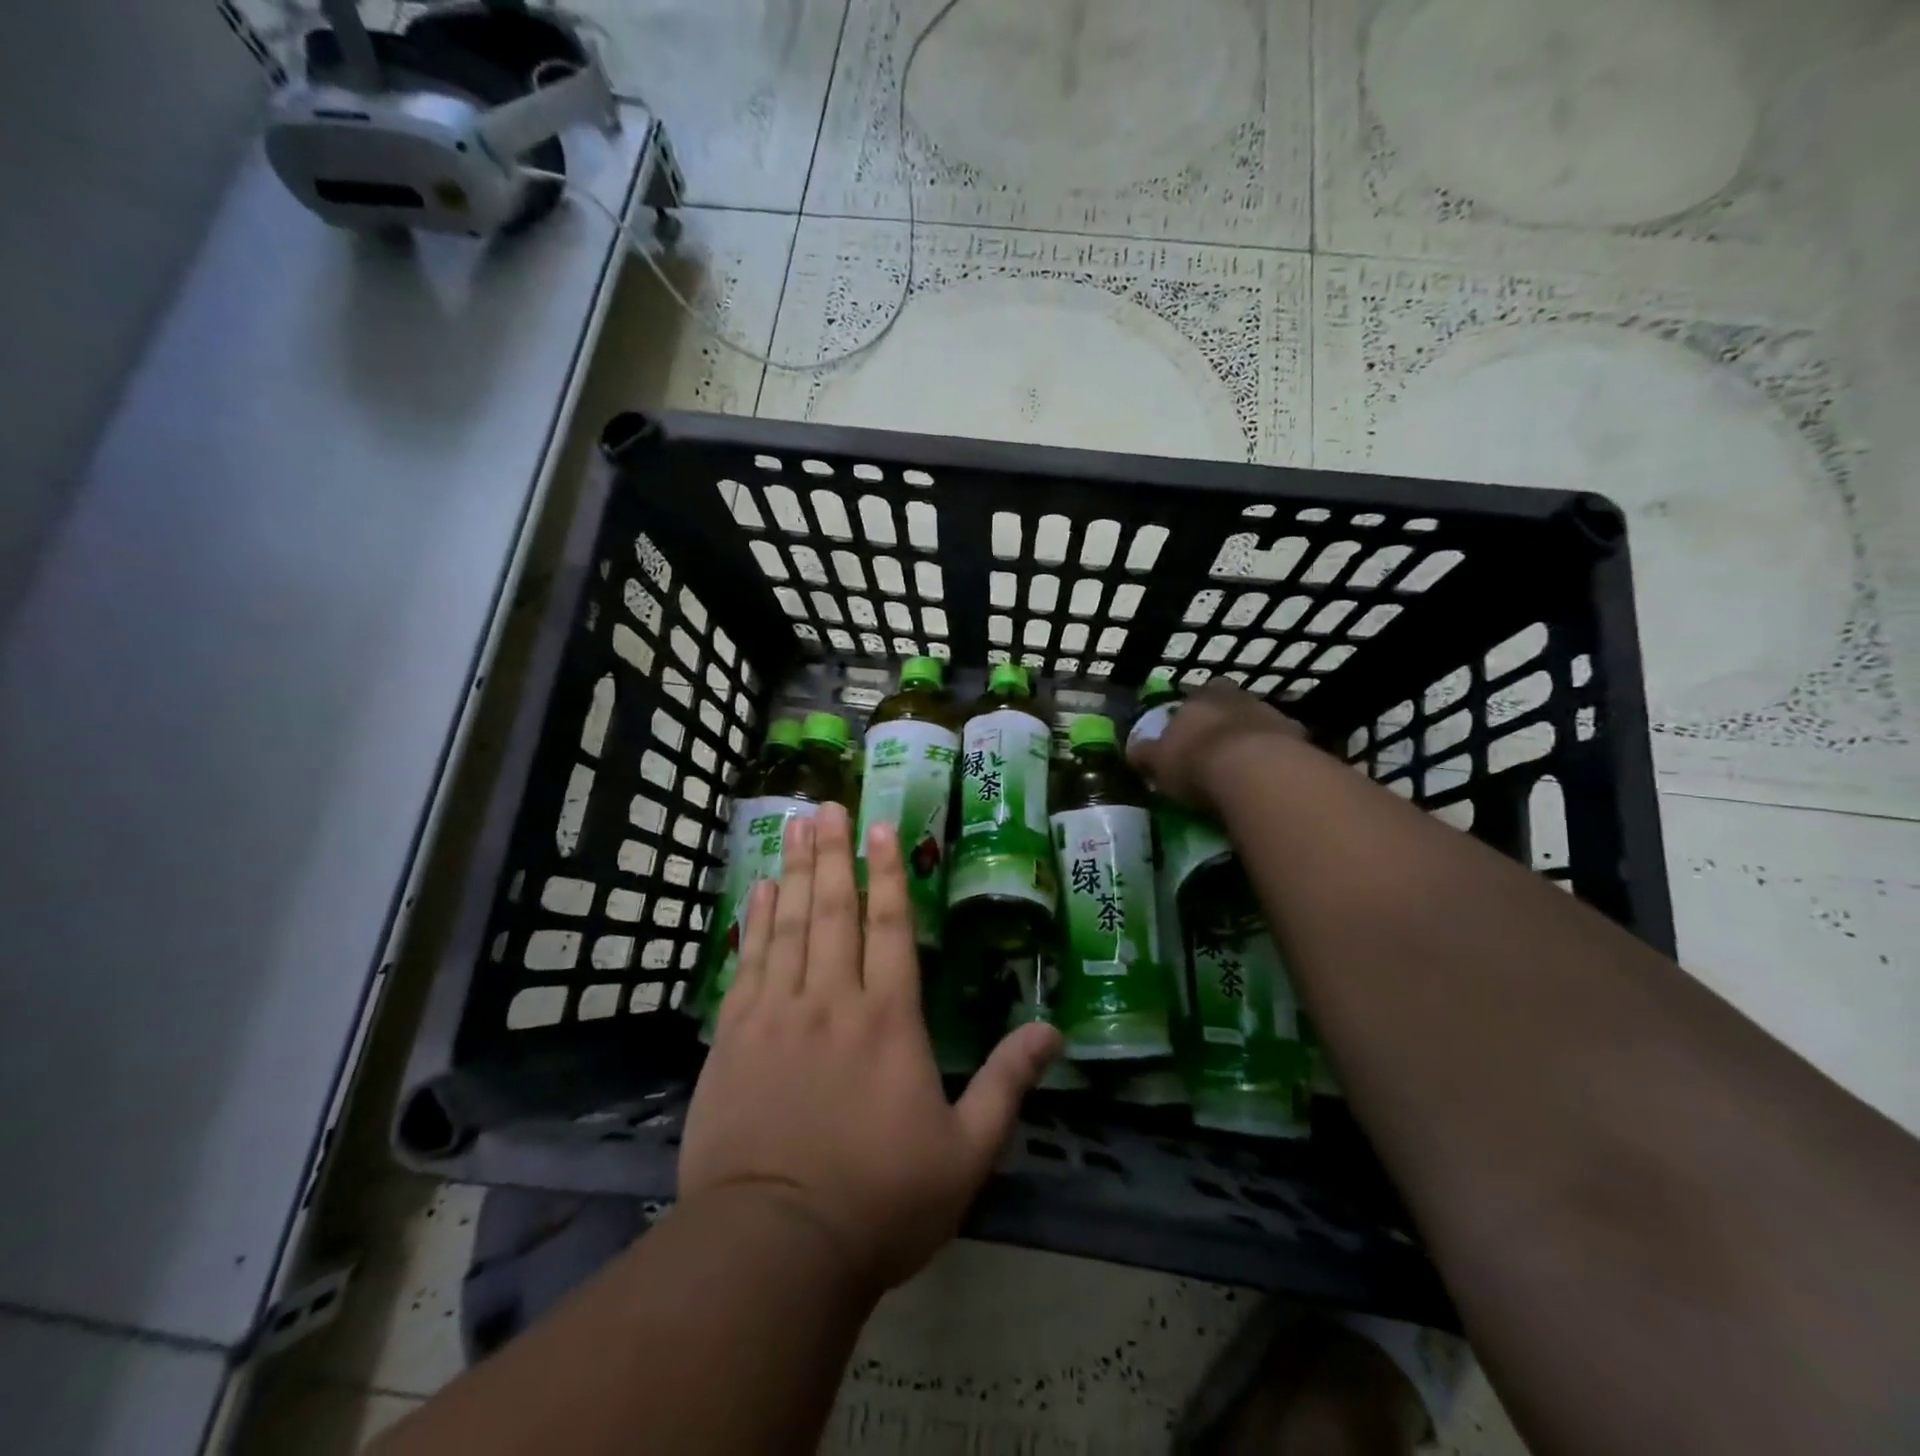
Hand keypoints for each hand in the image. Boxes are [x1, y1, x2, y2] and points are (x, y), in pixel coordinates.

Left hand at [679, 803, 1062, 1295]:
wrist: (773, 1247)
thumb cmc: (879, 1201)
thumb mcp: (965, 1153)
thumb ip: (1007, 1085)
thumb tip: (1053, 1032)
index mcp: (887, 1020)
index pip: (889, 927)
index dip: (888, 873)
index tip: (882, 827)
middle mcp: (831, 1001)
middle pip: (833, 911)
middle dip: (834, 854)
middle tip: (828, 806)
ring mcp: (776, 1015)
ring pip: (788, 925)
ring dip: (795, 872)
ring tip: (795, 828)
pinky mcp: (733, 1038)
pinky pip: (748, 963)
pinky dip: (755, 922)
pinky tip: (758, 892)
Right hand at [1127, 681, 1305, 815]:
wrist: (1257, 774)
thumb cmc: (1197, 763)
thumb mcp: (1158, 763)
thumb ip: (1145, 753)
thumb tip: (1131, 748)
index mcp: (1199, 697)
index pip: (1193, 696)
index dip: (1189, 714)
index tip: (1186, 732)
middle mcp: (1236, 698)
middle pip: (1229, 703)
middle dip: (1223, 720)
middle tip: (1216, 745)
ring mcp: (1271, 715)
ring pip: (1258, 721)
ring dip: (1251, 738)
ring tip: (1243, 767)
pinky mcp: (1299, 739)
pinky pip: (1282, 746)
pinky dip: (1275, 757)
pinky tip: (1268, 778)